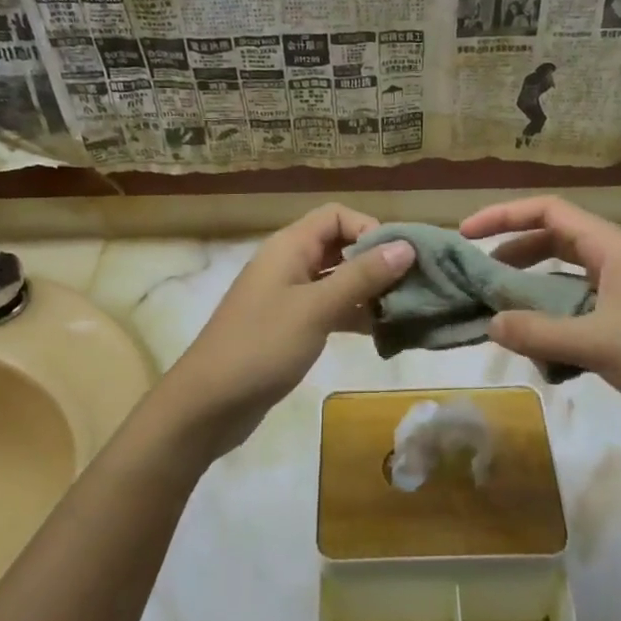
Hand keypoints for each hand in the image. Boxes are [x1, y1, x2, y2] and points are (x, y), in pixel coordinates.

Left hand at [158, 204, 415, 460]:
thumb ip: (362, 276)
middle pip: (340, 246)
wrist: (208, 403)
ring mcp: (289, 296)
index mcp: (289, 247)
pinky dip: (354, 315)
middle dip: (376, 261)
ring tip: (405, 311)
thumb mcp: (316, 308)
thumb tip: (406, 246)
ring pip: (337, 280)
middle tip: (411, 286)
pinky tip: (382, 334)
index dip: (369, 229)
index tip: (398, 259)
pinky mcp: (290, 327)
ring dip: (369, 291)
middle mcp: (289, 263)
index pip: (336, 216)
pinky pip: (329, 308)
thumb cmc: (262, 346)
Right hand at [460, 196, 620, 446]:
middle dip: (514, 253)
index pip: (548, 211)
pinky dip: (555, 321)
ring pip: (566, 279)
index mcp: (611, 248)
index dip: (504, 216)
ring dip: (533, 291)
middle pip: (554, 241)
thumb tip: (490, 323)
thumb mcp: (599, 342)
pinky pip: (580, 310)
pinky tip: (541, 349)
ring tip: (501, 311)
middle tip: (479, 274)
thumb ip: (540, 332)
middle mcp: (616, 262)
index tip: (466, 235)